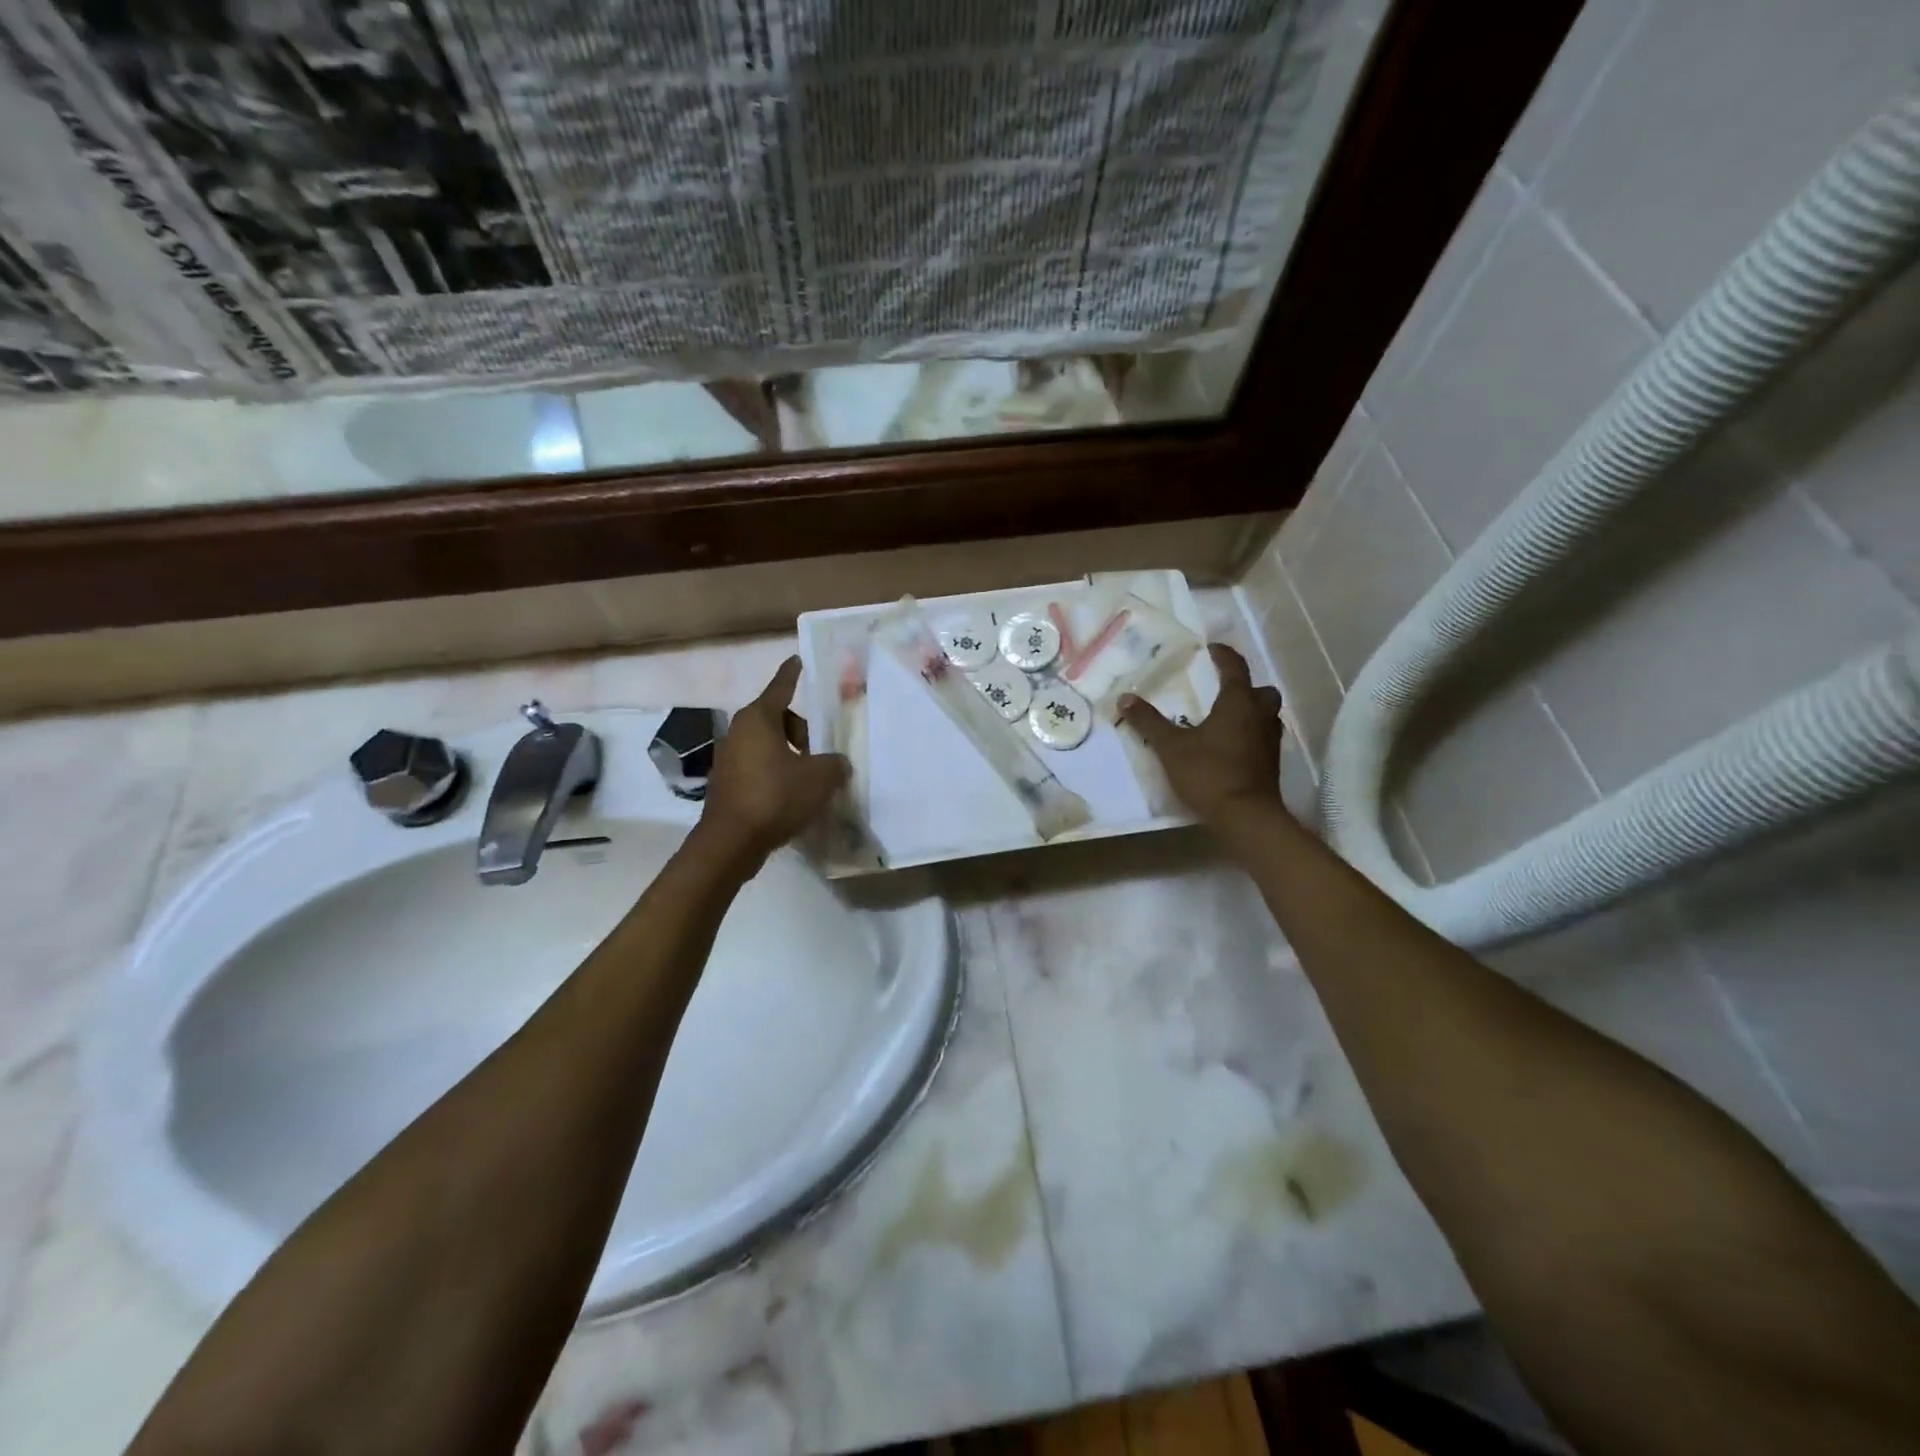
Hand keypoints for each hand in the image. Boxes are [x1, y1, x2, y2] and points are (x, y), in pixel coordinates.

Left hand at [696, 657, 849, 870]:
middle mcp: (739, 732)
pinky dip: (776, 774)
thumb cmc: (775, 797)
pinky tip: (791, 797)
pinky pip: (759, 767)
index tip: (798, 660)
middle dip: (802, 732)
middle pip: (778, 719)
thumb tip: (836, 763)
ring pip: (768, 745)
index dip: (792, 673)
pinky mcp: (727, 783)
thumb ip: (834, 764)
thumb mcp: (819, 778)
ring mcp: (729, 758)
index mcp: (759, 719)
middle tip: (820, 754)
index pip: (781, 686)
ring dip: (790, 756)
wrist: (731, 842)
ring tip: (810, 779)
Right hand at [1119, 644, 1286, 830]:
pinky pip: (1264, 735)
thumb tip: (1125, 698)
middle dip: (1245, 685)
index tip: (1213, 648)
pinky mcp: (1271, 762)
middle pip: (1261, 690)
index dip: (1224, 655)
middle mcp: (1259, 716)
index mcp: (1238, 703)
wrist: (1246, 817)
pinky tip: (1233, 744)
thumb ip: (1149, 722)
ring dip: (1251, 709)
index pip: (1235, 668)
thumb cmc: (1209, 774)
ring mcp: (1270, 740)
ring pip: (1266, 714)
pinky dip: (1251, 732)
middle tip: (1224, 688)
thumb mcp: (1171, 747)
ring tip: (1226, 716)